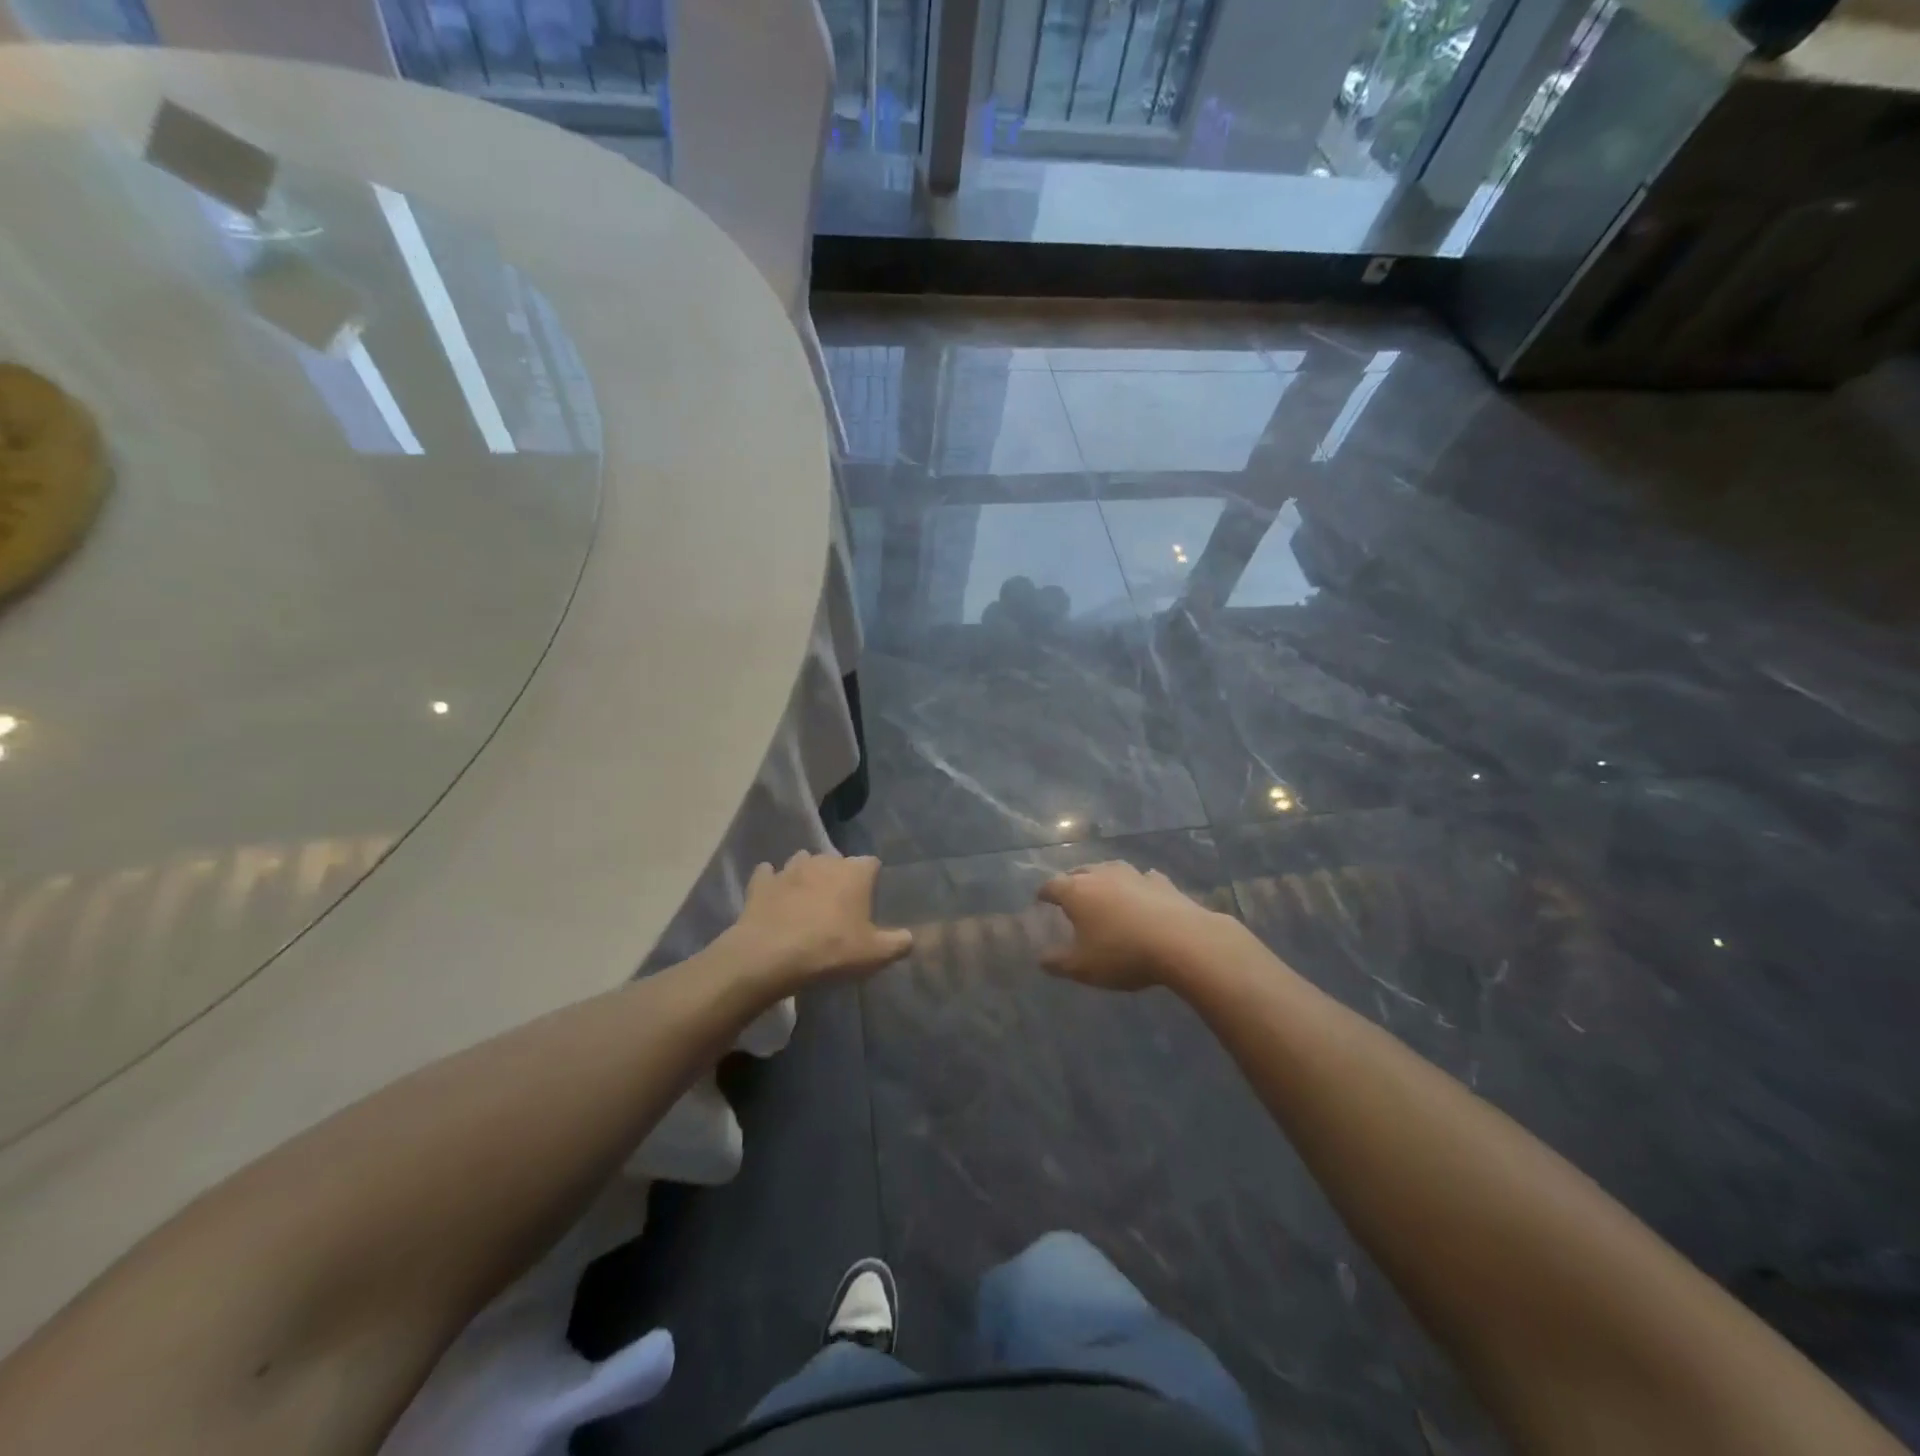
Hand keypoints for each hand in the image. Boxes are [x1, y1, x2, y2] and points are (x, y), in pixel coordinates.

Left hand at [729, 851, 912, 992]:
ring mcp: (789, 868)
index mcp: (854, 872)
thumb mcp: (874, 954)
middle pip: (837, 861)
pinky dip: (772, 883)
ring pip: (802, 862)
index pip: (872, 864)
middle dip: (839, 877)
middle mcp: (824, 861)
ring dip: (806, 876)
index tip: (869, 901)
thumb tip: (910, 938)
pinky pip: (768, 875)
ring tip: (807, 899)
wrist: (770, 956)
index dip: (871, 880)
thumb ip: (898, 943)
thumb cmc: (830, 950)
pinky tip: (774, 897)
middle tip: (838, 905)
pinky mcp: (761, 882)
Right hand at [1036, 861, 1231, 990]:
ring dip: (1104, 878)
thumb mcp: (1082, 968)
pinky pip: (1144, 878)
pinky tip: (1143, 893)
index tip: (1040, 899)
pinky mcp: (1162, 882)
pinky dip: (1138, 884)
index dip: (1044, 892)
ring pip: (1111, 869)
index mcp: (1076, 892)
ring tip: (1104, 889)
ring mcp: (1134, 875)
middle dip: (1072, 881)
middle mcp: (1102, 875)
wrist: (1181, 941)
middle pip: (1080, 871)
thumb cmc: (1122, 953)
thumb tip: (1041, 959)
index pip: (1052, 885)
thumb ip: (1058, 963)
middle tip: (1070, 894)